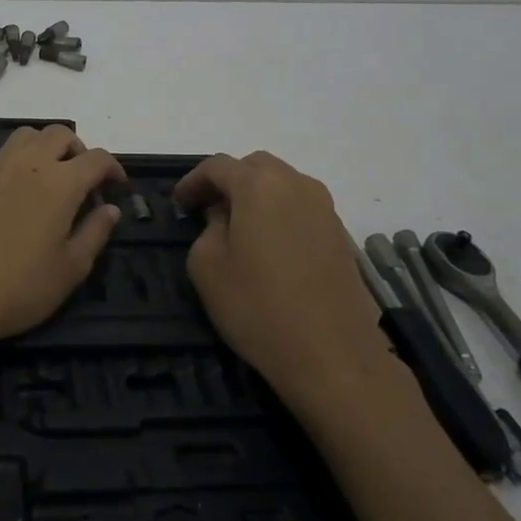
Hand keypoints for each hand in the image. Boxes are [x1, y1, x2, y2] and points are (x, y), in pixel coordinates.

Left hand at [0, 125, 124, 352]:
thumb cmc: (20, 288)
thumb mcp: (71, 269)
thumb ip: (95, 232)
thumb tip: (110, 209)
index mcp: (61, 182)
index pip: (96, 158)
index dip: (113, 168)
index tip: (117, 186)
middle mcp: (28, 163)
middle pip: (59, 134)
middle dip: (78, 150)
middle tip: (83, 180)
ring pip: (26, 135)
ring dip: (44, 147)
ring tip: (48, 177)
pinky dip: (16, 161)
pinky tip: (13, 192)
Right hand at [174, 151, 381, 391]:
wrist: (332, 355)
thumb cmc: (257, 306)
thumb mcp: (207, 265)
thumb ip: (208, 228)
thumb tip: (223, 217)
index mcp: (259, 185)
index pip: (217, 166)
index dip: (192, 181)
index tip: (178, 204)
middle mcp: (297, 185)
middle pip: (256, 167)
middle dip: (229, 181)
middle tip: (207, 209)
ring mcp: (326, 210)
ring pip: (284, 186)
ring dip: (257, 197)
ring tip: (238, 228)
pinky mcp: (342, 236)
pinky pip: (302, 210)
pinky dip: (280, 216)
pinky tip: (269, 248)